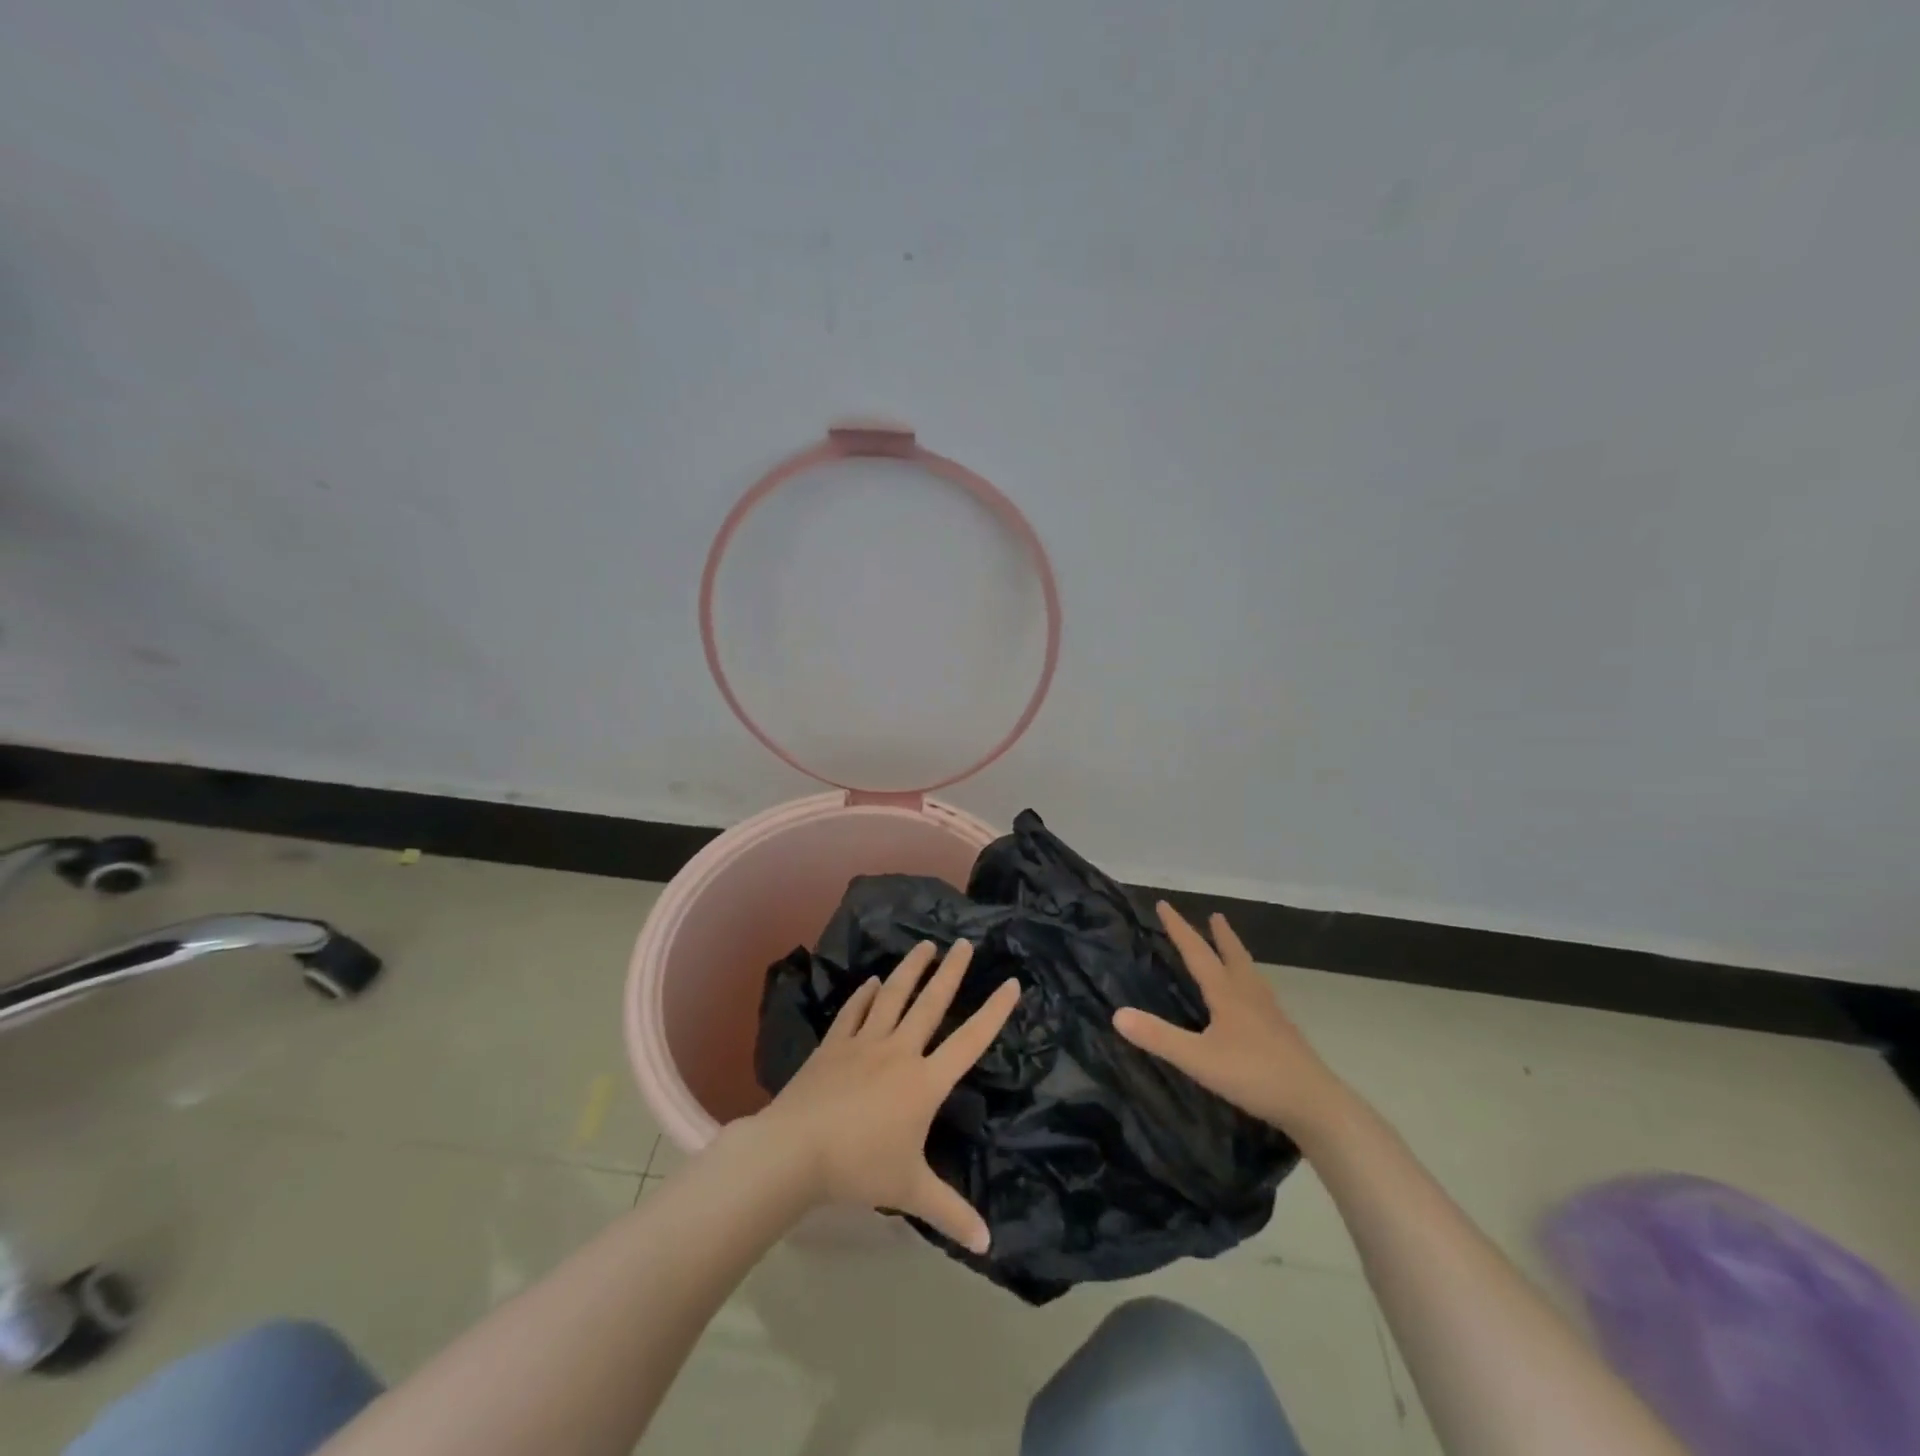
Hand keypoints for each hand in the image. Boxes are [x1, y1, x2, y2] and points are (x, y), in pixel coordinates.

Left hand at [756, 940, 1019, 1253]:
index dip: (993, 1012)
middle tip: (964, 942)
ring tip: (925, 946)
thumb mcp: (910, 1191)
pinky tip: (871, 982)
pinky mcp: (834, 1044)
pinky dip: (865, 995)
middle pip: (931, 1003)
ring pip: (893, 997)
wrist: (796, 1150)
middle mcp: (899, 1051)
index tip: (1010, 982)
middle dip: (951, 972)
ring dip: (910, 970)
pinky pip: (854, 1012)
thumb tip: (987, 1245)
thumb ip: (950, 1212)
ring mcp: (864, 1043)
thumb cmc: (860, 1168)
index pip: (969, 1041)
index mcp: (924, 1082)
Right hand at [1114, 902, 1347, 1137]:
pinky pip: (1262, 995)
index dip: (1179, 928)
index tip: (1164, 904)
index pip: (1197, 952)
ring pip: (1251, 974)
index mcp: (1227, 994)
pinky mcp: (1284, 1033)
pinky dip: (1251, 983)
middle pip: (1233, 956)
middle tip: (1215, 916)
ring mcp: (1271, 1014)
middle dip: (1220, 935)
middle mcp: (1250, 995)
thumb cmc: (1254, 1075)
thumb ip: (1159, 1037)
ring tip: (1233, 950)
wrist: (1315, 1103)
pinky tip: (1254, 1000)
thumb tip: (1117, 1014)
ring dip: (1238, 955)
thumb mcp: (1198, 1059)